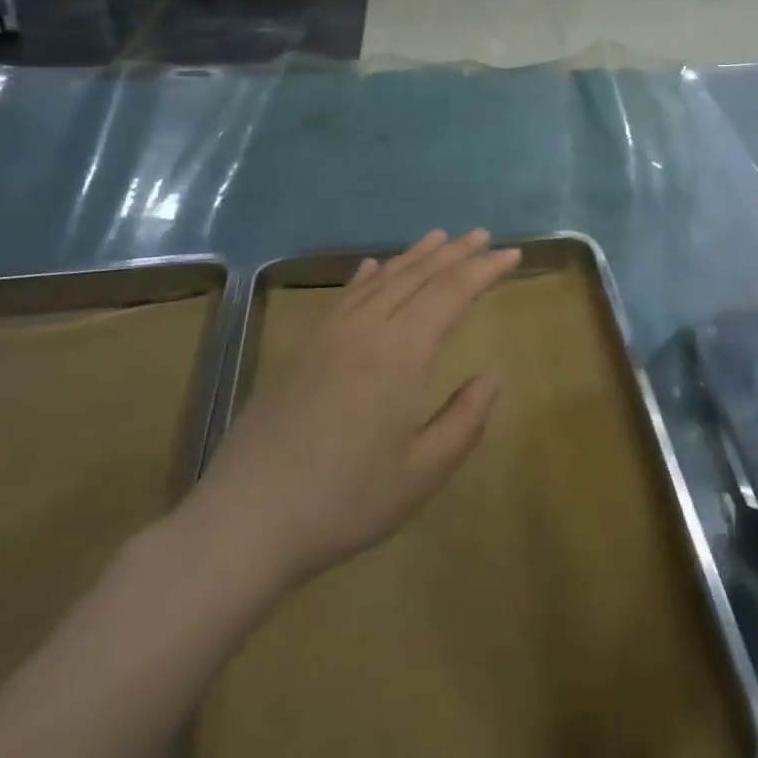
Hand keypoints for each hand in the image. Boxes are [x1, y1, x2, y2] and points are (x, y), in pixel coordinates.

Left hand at [181, 230, 520, 607]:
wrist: (245, 522)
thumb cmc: (344, 502)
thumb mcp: (421, 473)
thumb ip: (464, 421)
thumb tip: (492, 378)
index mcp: (401, 354)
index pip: (452, 293)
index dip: (484, 270)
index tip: (513, 254)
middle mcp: (366, 330)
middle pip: (418, 276)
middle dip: (455, 253)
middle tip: (483, 235)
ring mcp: (328, 335)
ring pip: (382, 280)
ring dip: (415, 256)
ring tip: (441, 237)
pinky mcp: (302, 349)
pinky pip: (343, 296)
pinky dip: (367, 276)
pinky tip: (374, 267)